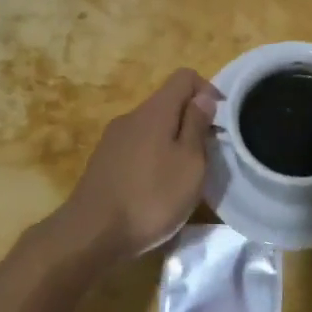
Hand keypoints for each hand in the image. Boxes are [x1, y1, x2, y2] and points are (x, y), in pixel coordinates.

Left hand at [53, 68, 220, 263]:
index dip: (207, 91)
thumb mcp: (189, 163)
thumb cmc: (151, 197)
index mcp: (155, 110)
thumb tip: (203, 97)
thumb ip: (197, 125)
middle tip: (205, 156)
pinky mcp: (102, 162)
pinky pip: (136, 148)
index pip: (184, 77)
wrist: (90, 235)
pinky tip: (154, 190)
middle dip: (190, 122)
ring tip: (182, 177)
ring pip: (152, 128)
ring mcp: (112, 139)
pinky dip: (152, 159)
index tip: (220, 122)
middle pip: (167, 103)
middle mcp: (131, 116)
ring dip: (171, 143)